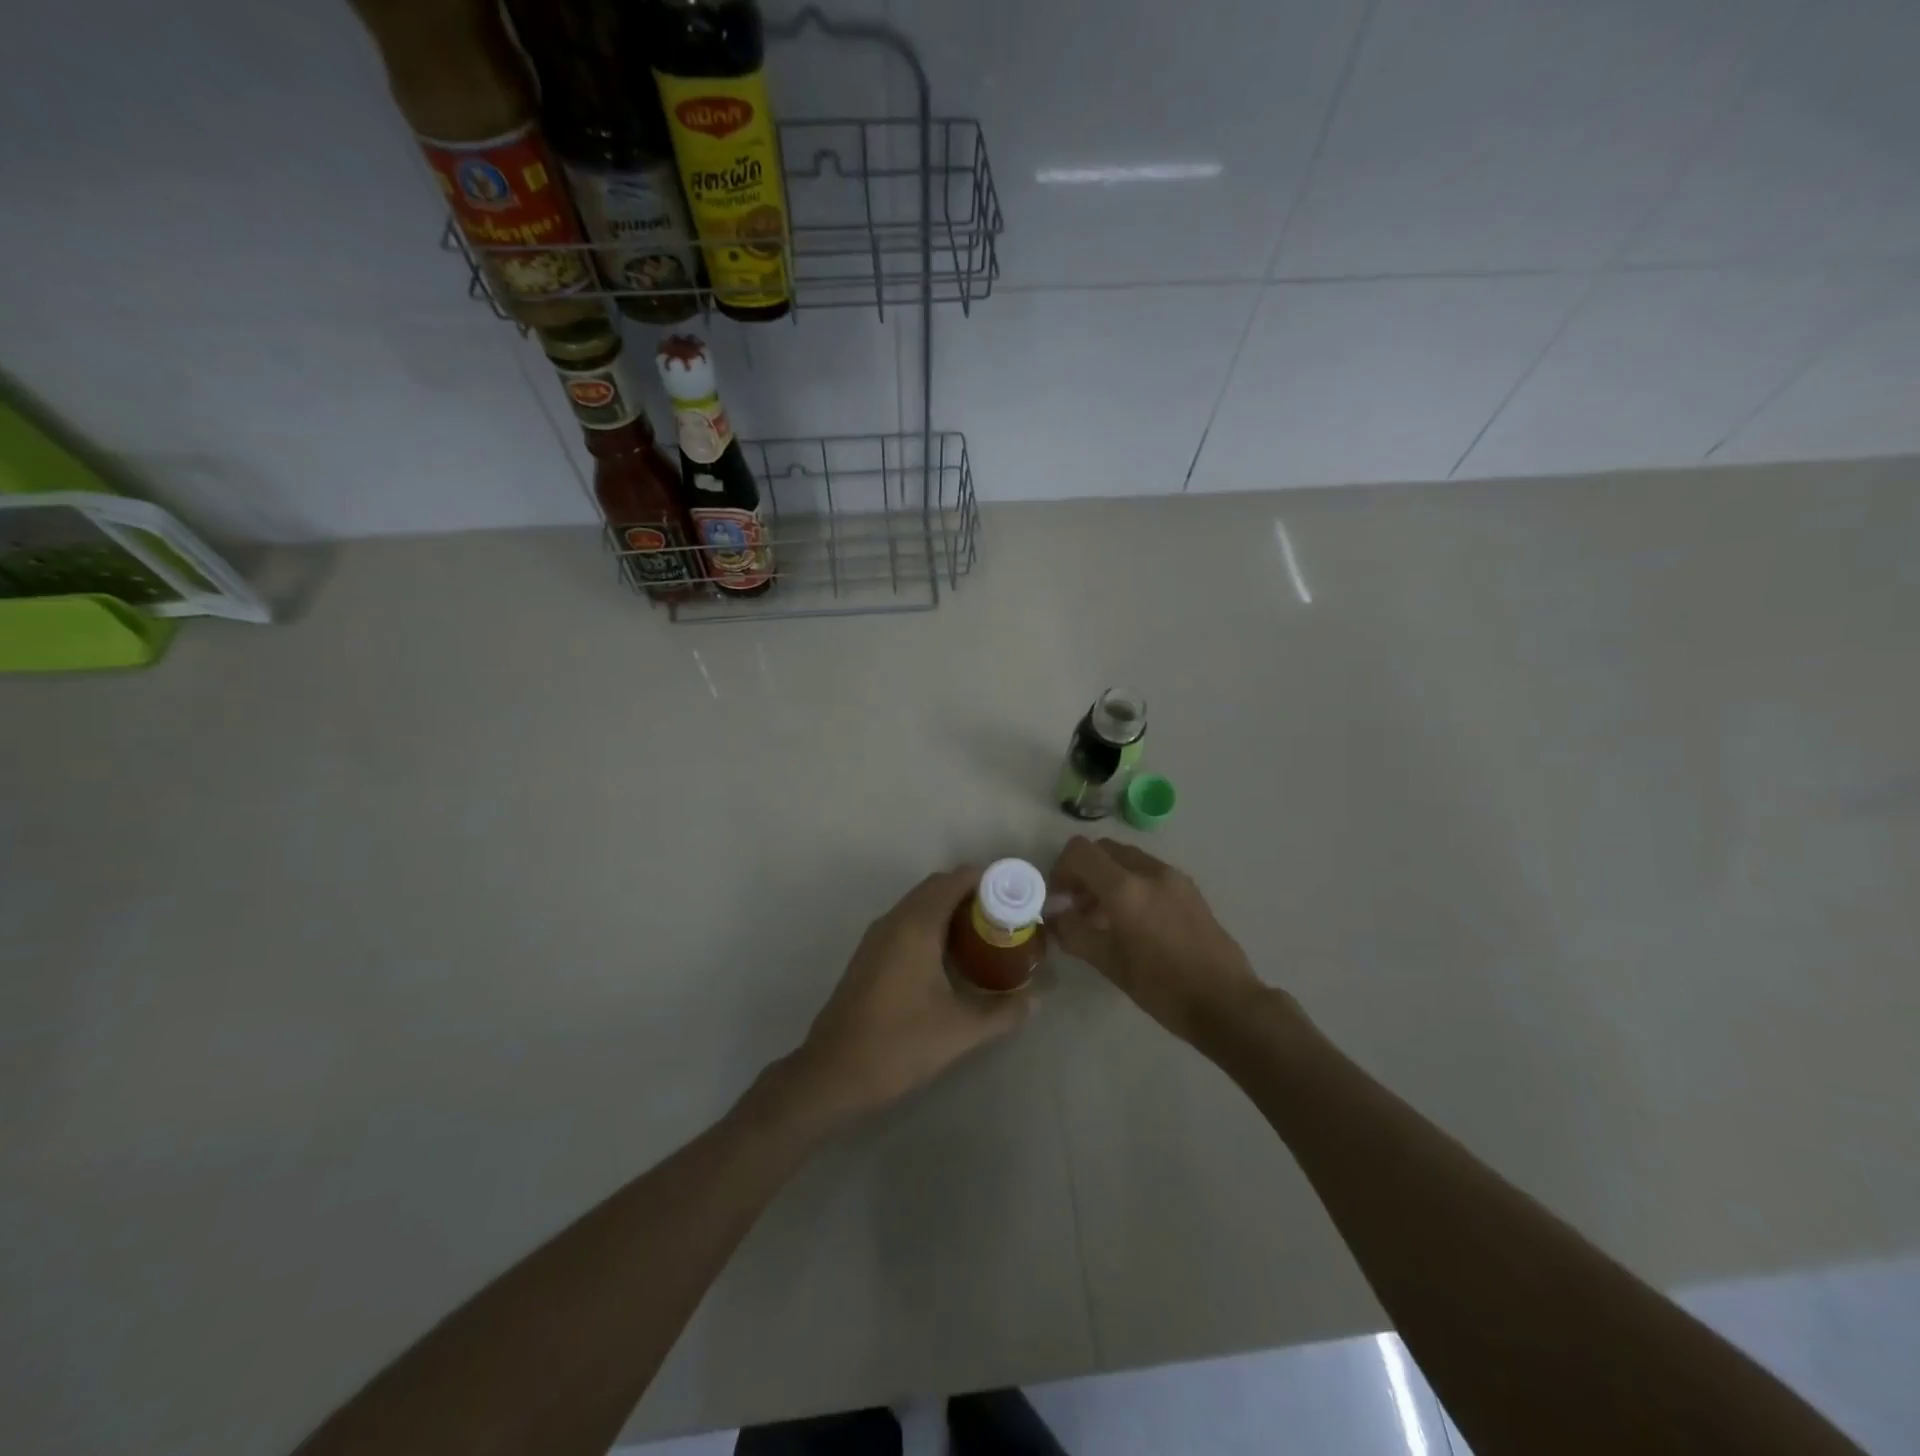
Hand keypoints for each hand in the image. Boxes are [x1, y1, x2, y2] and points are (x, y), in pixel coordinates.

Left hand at [792, 866, 1031, 1119]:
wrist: (832, 1073)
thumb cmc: (898, 1045)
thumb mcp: (960, 1031)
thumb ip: (1003, 1011)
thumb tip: (1039, 999)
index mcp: (915, 927)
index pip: (954, 880)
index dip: (986, 880)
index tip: (1015, 895)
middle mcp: (894, 921)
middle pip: (937, 888)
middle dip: (972, 894)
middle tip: (1006, 917)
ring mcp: (877, 937)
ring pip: (919, 905)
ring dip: (950, 910)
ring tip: (985, 935)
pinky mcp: (869, 955)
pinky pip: (906, 923)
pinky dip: (932, 925)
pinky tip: (951, 958)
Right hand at [1047, 837, 1271, 1044]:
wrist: (1226, 1002)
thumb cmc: (1161, 987)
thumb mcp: (1108, 963)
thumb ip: (1073, 932)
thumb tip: (1053, 915)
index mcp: (1125, 888)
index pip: (1080, 851)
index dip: (1060, 869)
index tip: (1058, 897)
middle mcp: (1149, 871)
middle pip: (1103, 849)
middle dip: (1084, 871)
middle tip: (1077, 905)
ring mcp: (1173, 877)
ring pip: (1127, 859)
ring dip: (1107, 877)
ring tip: (1103, 917)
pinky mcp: (1189, 889)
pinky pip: (1149, 872)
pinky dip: (1131, 883)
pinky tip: (1133, 921)